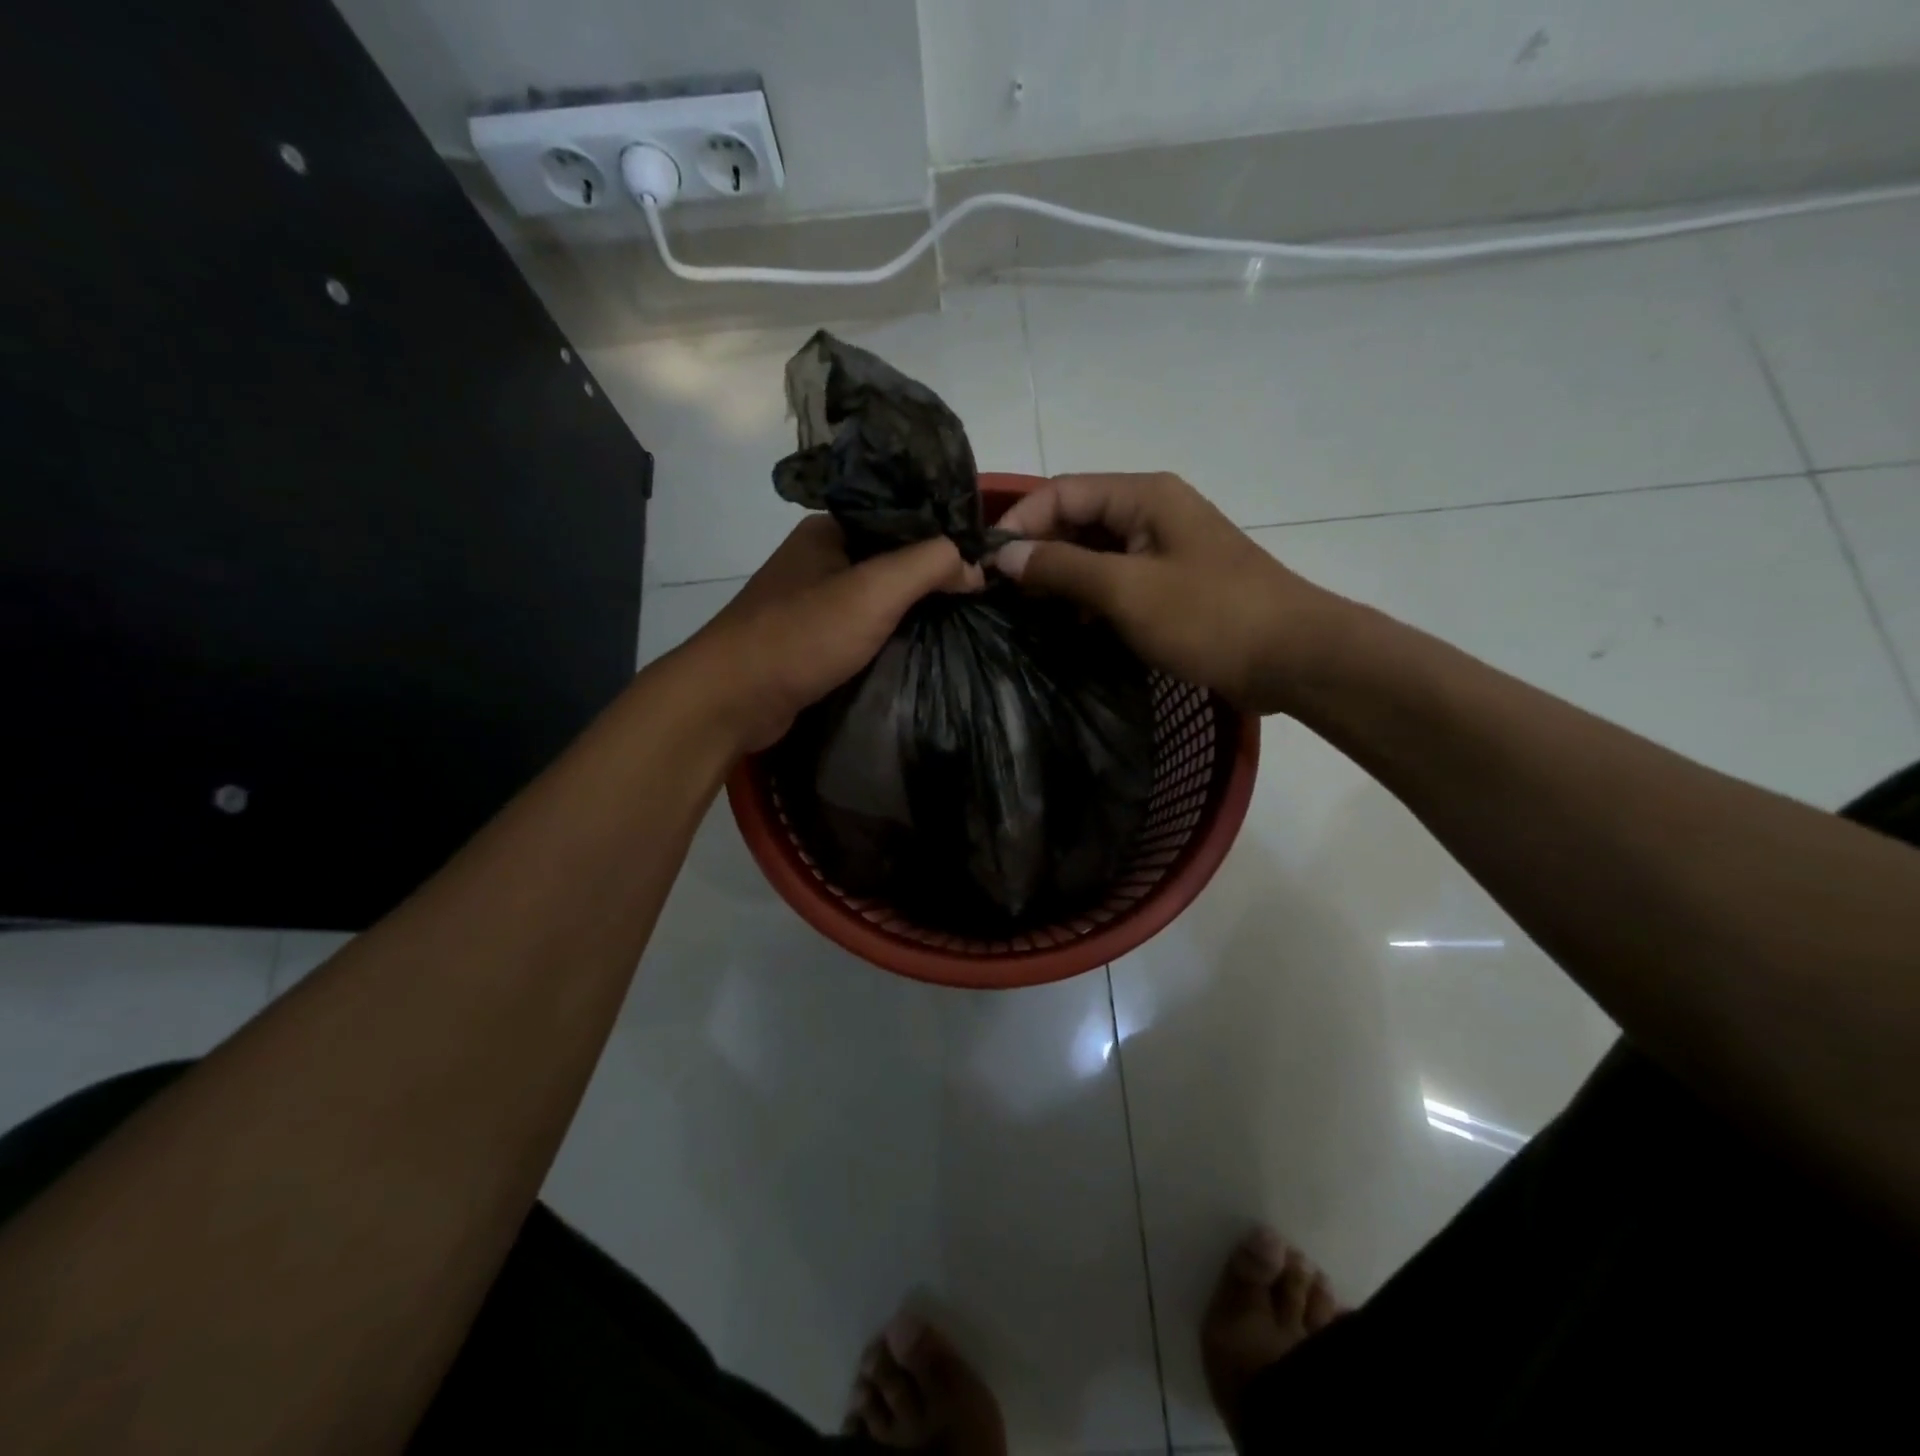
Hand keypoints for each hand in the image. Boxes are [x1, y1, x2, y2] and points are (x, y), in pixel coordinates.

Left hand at [684, 514, 982, 752]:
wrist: (731, 699)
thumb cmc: (801, 635)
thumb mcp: (874, 591)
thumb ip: (928, 566)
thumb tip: (974, 564)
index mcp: (828, 531)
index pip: (900, 519)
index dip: (942, 536)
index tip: (983, 561)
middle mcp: (817, 560)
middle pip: (888, 559)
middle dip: (929, 578)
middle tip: (977, 597)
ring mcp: (810, 603)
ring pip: (875, 598)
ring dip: (909, 611)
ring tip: (957, 623)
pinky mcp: (808, 642)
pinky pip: (859, 631)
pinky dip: (886, 637)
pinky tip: (915, 649)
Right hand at [991, 472, 1344, 714]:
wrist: (1293, 657)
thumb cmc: (1209, 616)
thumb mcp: (1127, 590)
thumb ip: (1062, 568)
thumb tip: (1004, 556)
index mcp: (1144, 496)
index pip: (1063, 491)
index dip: (1020, 521)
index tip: (985, 563)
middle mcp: (1152, 512)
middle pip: (1077, 519)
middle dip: (1037, 551)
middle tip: (999, 593)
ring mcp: (1164, 550)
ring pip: (1094, 552)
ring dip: (1060, 577)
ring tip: (1024, 611)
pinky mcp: (1172, 585)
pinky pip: (1116, 581)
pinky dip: (1088, 598)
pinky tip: (1067, 625)